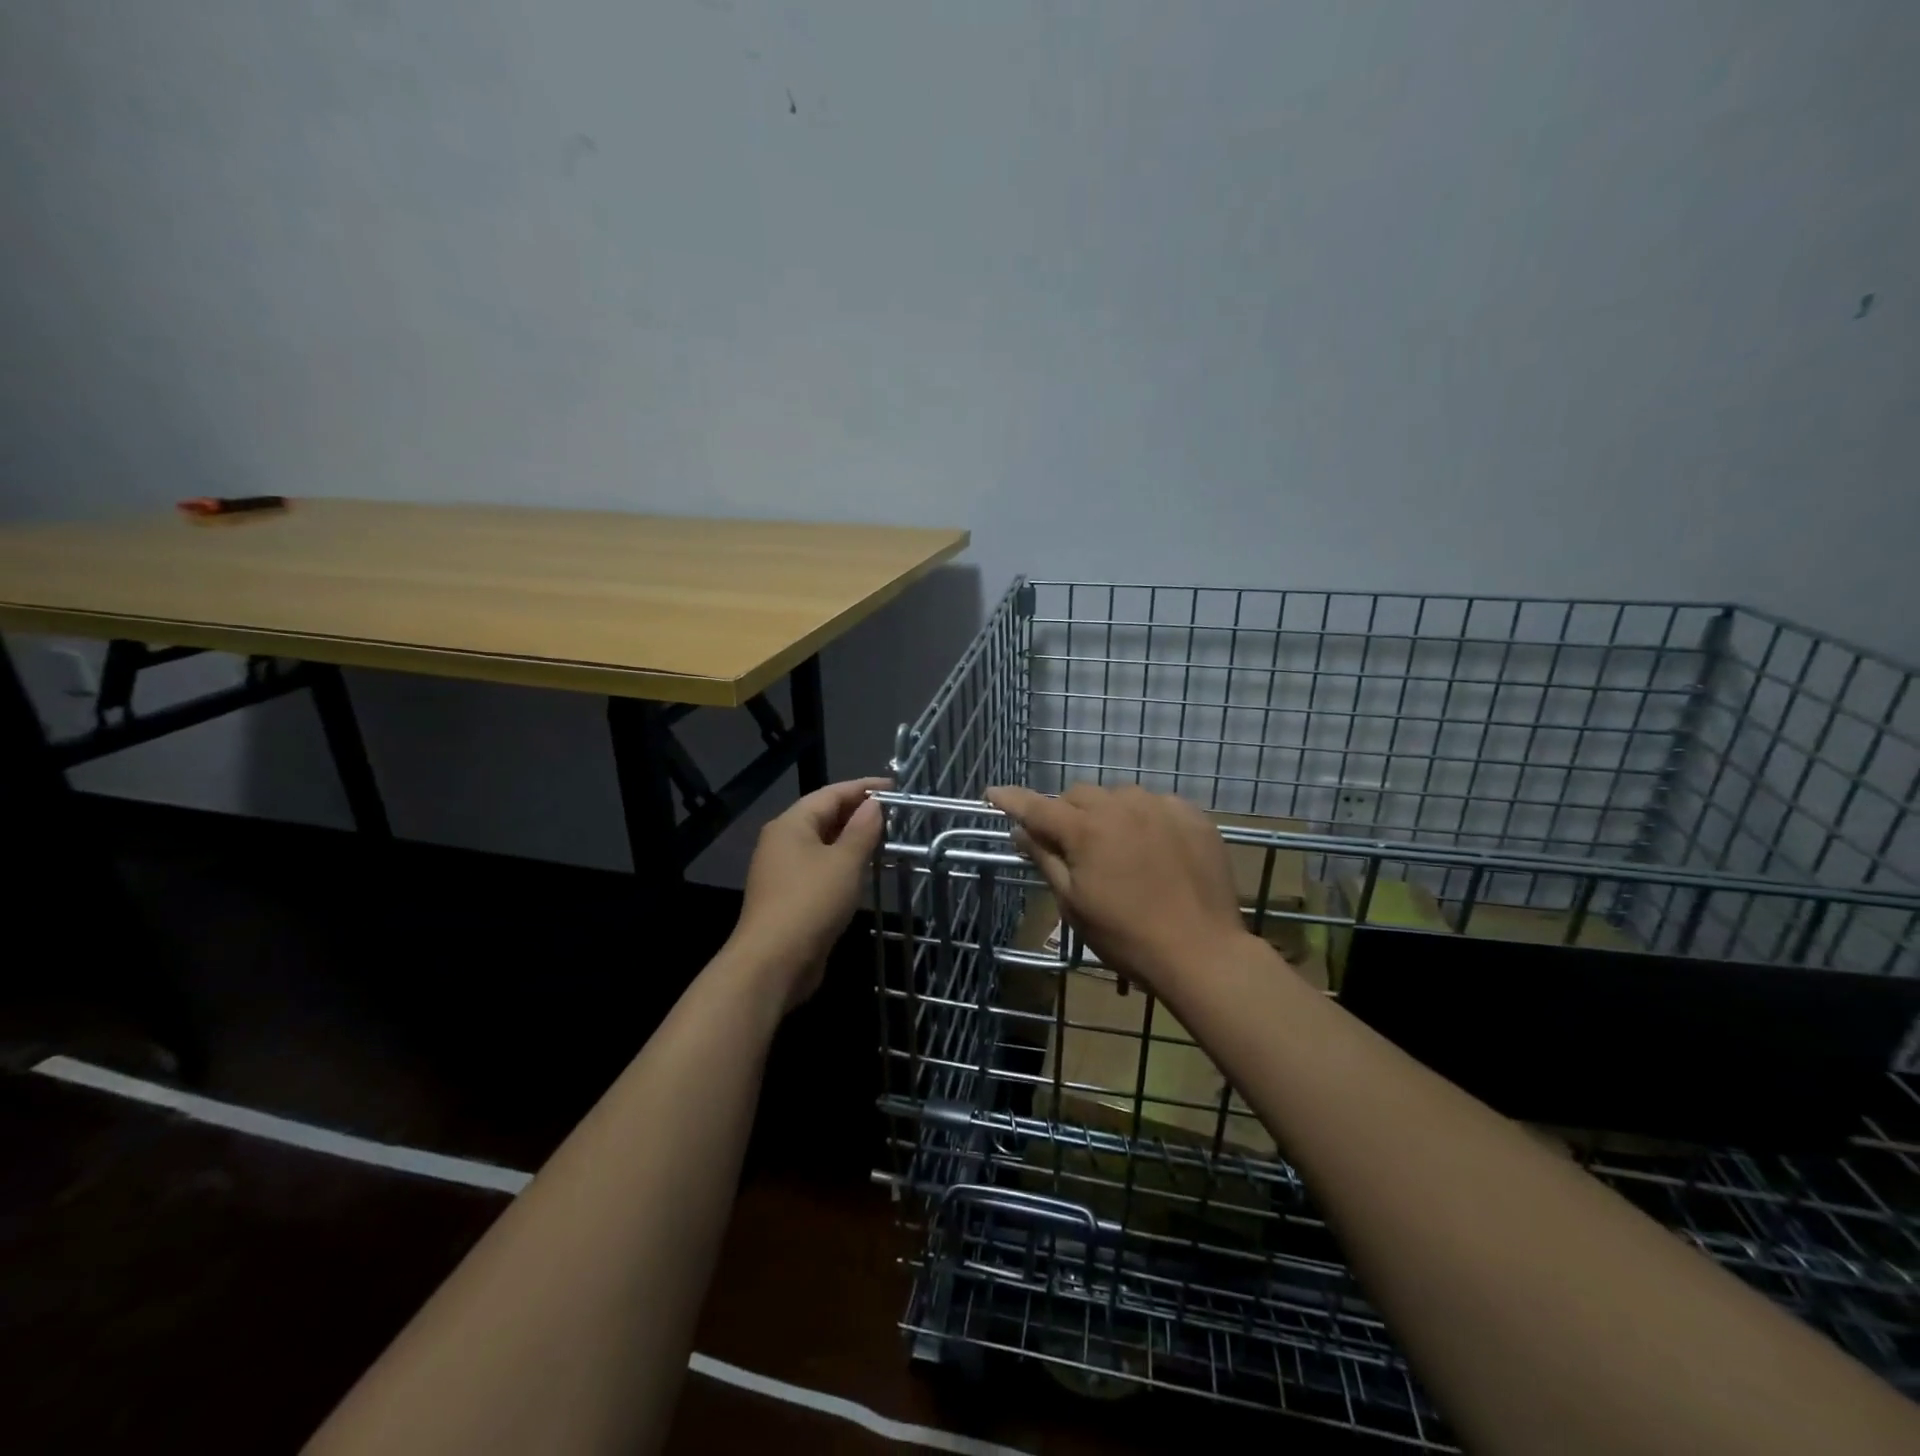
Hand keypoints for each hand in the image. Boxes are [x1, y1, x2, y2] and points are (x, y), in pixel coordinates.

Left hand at [732, 777, 889, 1009]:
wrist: (773, 963)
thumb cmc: (811, 902)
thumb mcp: (845, 862)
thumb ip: (862, 830)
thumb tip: (874, 804)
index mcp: (791, 824)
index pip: (832, 793)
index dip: (864, 787)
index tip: (896, 788)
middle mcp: (783, 841)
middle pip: (825, 816)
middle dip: (859, 812)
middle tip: (896, 814)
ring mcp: (783, 870)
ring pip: (823, 843)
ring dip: (853, 839)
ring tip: (886, 839)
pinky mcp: (789, 896)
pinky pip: (821, 867)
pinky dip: (843, 863)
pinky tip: (864, 871)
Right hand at [987, 782, 1250, 995]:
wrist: (1202, 952)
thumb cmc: (1126, 936)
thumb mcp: (1074, 904)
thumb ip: (1045, 859)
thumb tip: (1021, 831)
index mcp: (1086, 830)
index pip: (1037, 806)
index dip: (1012, 799)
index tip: (992, 792)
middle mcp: (1121, 806)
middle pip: (1079, 795)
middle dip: (1067, 814)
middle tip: (1071, 846)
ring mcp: (1161, 807)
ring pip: (1119, 796)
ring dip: (1107, 814)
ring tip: (1117, 848)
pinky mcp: (1193, 816)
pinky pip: (1156, 805)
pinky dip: (1145, 819)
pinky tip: (1154, 848)